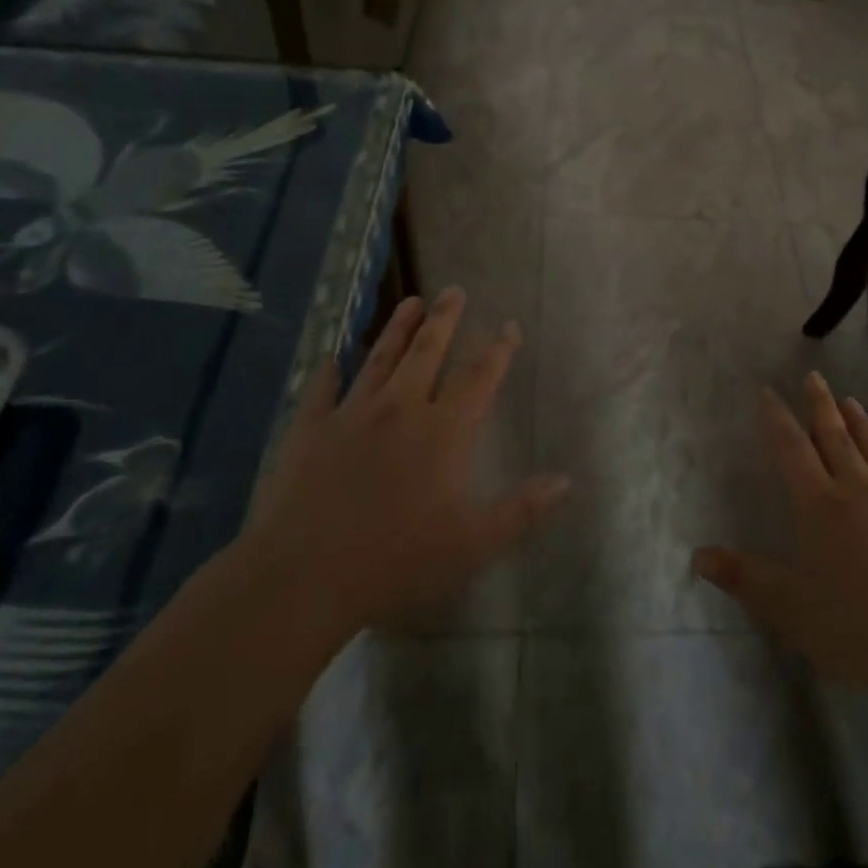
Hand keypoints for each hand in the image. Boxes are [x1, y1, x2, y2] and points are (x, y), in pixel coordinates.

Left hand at [242, 288, 569, 649]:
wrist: (302, 578)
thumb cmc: (395, 562)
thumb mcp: (471, 545)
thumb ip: (520, 511)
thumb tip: (565, 480)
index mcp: (442, 432)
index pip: (478, 378)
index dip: (497, 350)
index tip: (509, 325)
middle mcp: (400, 410)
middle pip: (427, 353)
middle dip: (444, 319)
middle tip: (453, 290)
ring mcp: (350, 416)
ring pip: (379, 360)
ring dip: (396, 329)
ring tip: (410, 301)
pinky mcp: (309, 431)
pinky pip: (320, 391)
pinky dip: (326, 372)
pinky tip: (329, 357)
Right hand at [693, 374, 867, 707]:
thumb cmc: (854, 628)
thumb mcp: (788, 607)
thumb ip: (744, 577)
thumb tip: (698, 555)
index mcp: (820, 506)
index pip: (792, 449)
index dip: (777, 418)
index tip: (768, 391)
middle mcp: (861, 493)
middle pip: (837, 439)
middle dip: (822, 406)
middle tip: (815, 377)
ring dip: (864, 426)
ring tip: (853, 402)